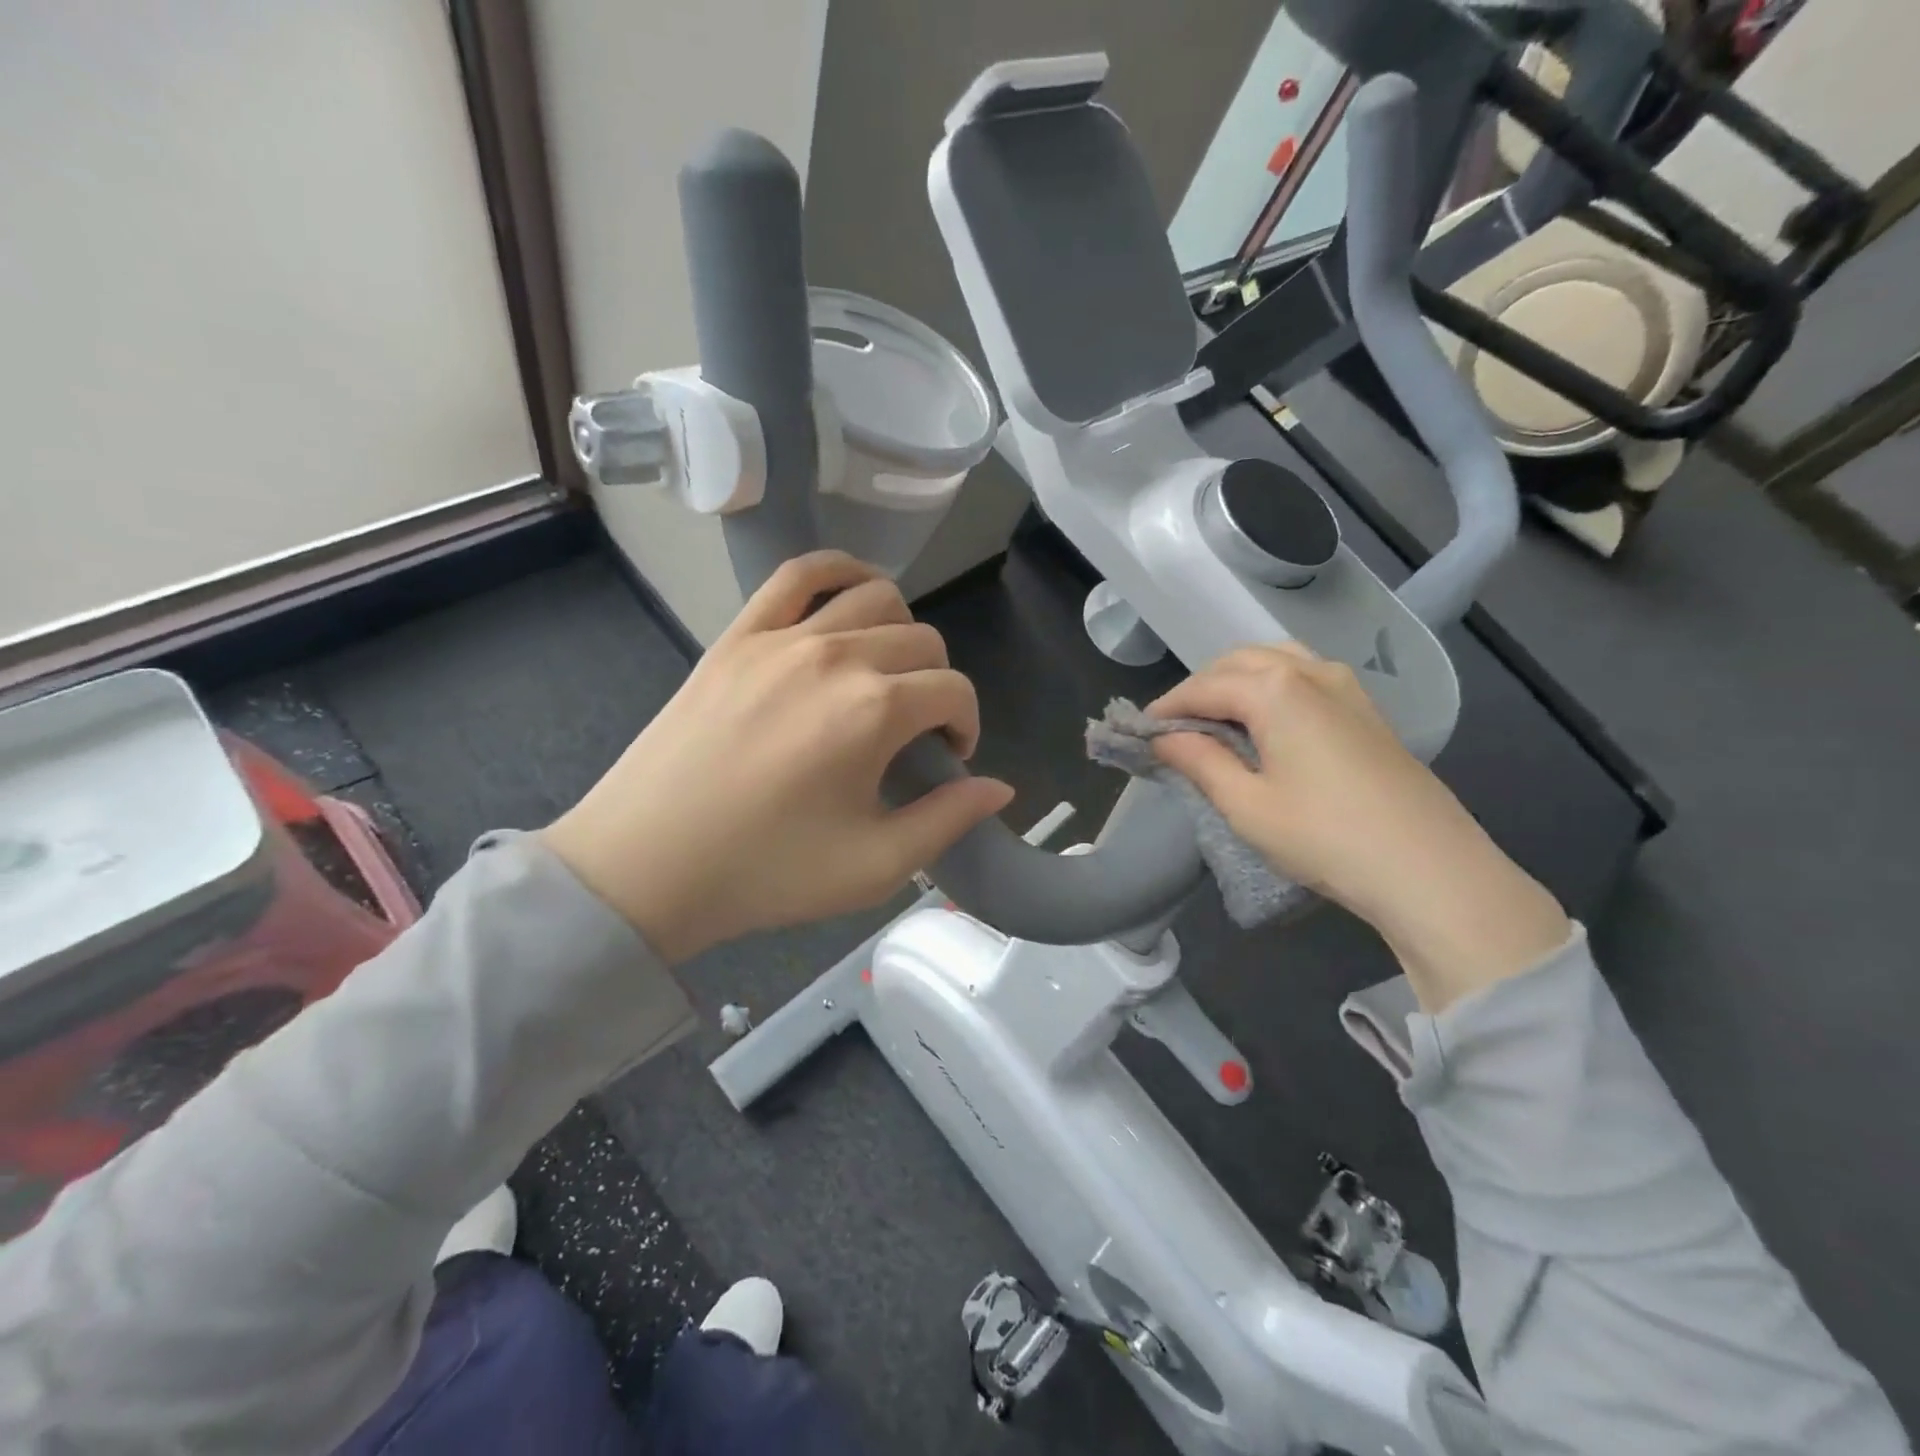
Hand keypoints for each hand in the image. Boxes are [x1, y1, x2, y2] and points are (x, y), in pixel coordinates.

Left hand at [541, 552, 1012, 962]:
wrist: (647, 865)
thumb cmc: (766, 872)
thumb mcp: (874, 867)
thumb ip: (948, 820)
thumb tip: (1000, 788)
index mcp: (875, 711)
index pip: (954, 690)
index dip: (965, 724)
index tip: (947, 759)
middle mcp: (837, 656)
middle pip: (922, 640)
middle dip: (936, 684)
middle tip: (914, 731)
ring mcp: (783, 637)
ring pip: (875, 597)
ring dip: (901, 631)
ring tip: (885, 673)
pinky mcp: (739, 635)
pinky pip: (798, 575)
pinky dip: (838, 571)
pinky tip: (851, 594)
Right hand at [1149, 643, 1570, 1011]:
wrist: (1429, 868)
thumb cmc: (1325, 837)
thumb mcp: (1245, 805)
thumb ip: (1199, 761)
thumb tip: (1163, 738)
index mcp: (1275, 688)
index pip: (1204, 686)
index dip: (1167, 707)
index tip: (1140, 732)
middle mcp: (1311, 672)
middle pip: (1238, 662)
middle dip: (1199, 688)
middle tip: (1175, 728)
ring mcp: (1346, 687)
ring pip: (1275, 660)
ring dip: (1236, 680)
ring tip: (1216, 719)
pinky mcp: (1367, 709)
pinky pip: (1305, 676)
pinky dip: (1271, 686)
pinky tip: (1265, 722)